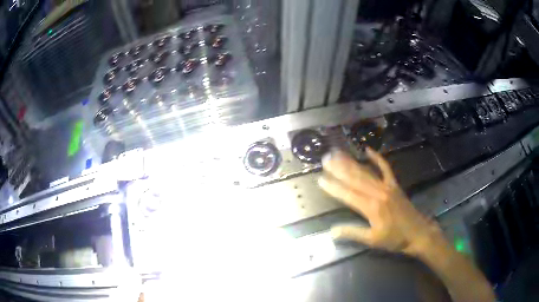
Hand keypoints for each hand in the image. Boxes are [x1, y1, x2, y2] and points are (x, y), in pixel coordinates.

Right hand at [318, 148, 442, 255]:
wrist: (418, 233)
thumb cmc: (395, 239)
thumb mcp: (373, 240)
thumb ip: (353, 233)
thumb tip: (332, 232)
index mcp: (371, 208)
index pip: (348, 195)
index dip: (334, 187)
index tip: (320, 179)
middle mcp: (378, 193)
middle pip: (356, 179)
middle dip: (339, 169)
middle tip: (326, 159)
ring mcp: (387, 186)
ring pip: (366, 172)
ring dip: (352, 162)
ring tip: (339, 154)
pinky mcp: (394, 184)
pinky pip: (385, 168)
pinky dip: (377, 158)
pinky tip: (368, 150)